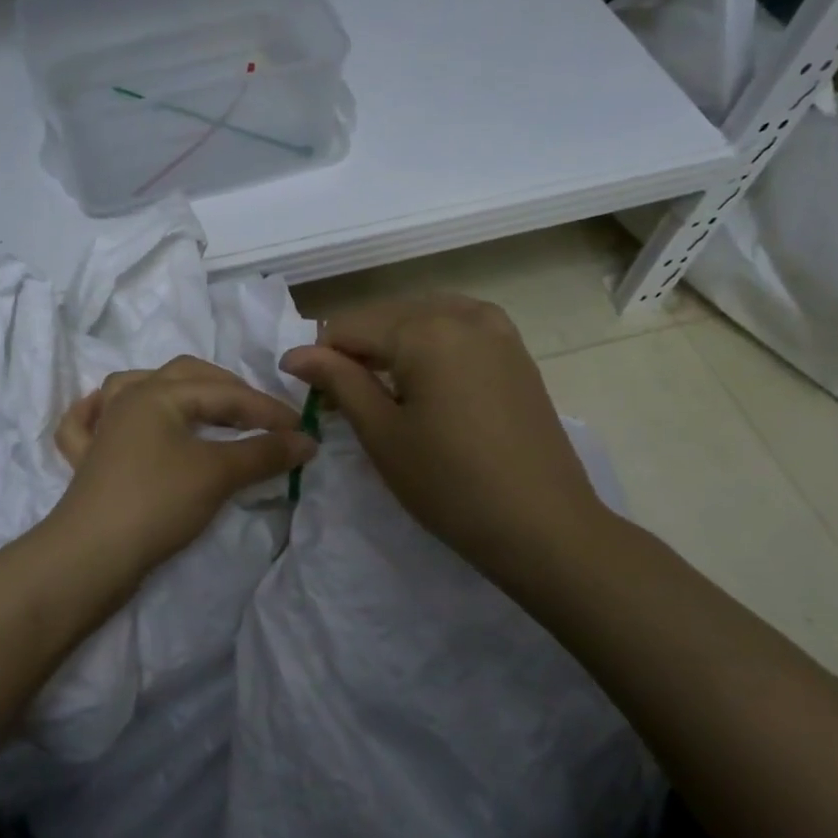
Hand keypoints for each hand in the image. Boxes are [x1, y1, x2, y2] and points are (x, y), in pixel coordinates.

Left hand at [50, 356, 316, 581]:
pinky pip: (89, 424)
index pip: (225, 393)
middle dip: (228, 391)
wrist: (92, 556)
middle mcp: (127, 399)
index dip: (267, 410)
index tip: (302, 432)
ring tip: (199, 406)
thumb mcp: (218, 474)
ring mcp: (103, 428)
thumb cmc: (158, 503)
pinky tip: (108, 414)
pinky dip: (99, 413)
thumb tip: (307, 440)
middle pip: (184, 377)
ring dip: (173, 391)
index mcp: (157, 393)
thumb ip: (264, 453)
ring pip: (136, 389)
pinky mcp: (88, 460)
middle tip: (261, 418)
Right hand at [280, 295, 608, 580]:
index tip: (313, 397)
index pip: (349, 326)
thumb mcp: (382, 433)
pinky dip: (430, 346)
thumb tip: (294, 354)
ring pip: (422, 318)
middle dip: (358, 350)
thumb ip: (338, 381)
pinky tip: (426, 382)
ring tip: (384, 391)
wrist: (543, 525)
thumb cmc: (450, 484)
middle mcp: (462, 313)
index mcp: (425, 328)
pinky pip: (457, 328)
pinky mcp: (516, 350)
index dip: (321, 358)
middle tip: (344, 399)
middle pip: (386, 316)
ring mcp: (497, 328)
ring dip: (393, 346)